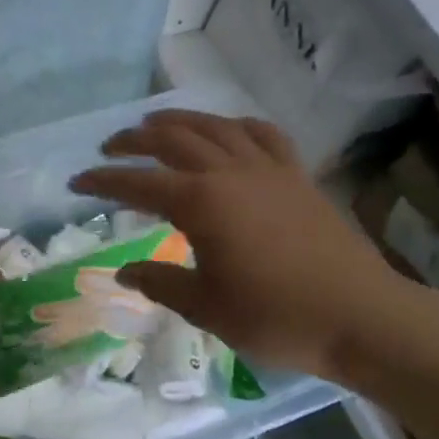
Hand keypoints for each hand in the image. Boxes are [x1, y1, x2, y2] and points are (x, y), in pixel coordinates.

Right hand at [70, 111, 417, 380]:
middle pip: (172, 141)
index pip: (138, 184)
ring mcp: (268, 169)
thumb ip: (160, 282)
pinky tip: (227, 131)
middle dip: (134, 140)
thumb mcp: (206, 307)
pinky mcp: (297, 176)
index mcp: (201, 204)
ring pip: (215, 128)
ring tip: (155, 124)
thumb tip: (123, 273)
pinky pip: (263, 134)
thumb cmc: (276, 317)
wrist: (362, 317)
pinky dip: (236, 126)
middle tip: (109, 147)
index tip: (77, 181)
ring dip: (179, 121)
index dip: (104, 181)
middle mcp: (229, 173)